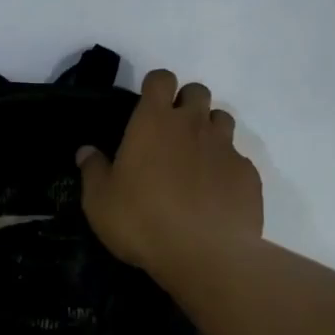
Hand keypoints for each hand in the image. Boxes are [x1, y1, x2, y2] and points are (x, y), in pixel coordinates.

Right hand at [77, 69, 263, 274]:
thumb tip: (86, 151)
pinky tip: (214, 194)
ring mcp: (226, 148)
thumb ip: (93, 170)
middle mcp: (193, 125)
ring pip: (222, 120)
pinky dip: (225, 168)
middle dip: (186, 104)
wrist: (205, 254)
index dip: (155, 87)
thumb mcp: (100, 201)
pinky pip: (237, 159)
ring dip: (208, 131)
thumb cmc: (141, 221)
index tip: (147, 106)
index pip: (161, 79)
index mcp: (154, 122)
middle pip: (197, 92)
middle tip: (171, 134)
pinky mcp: (248, 174)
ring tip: (194, 161)